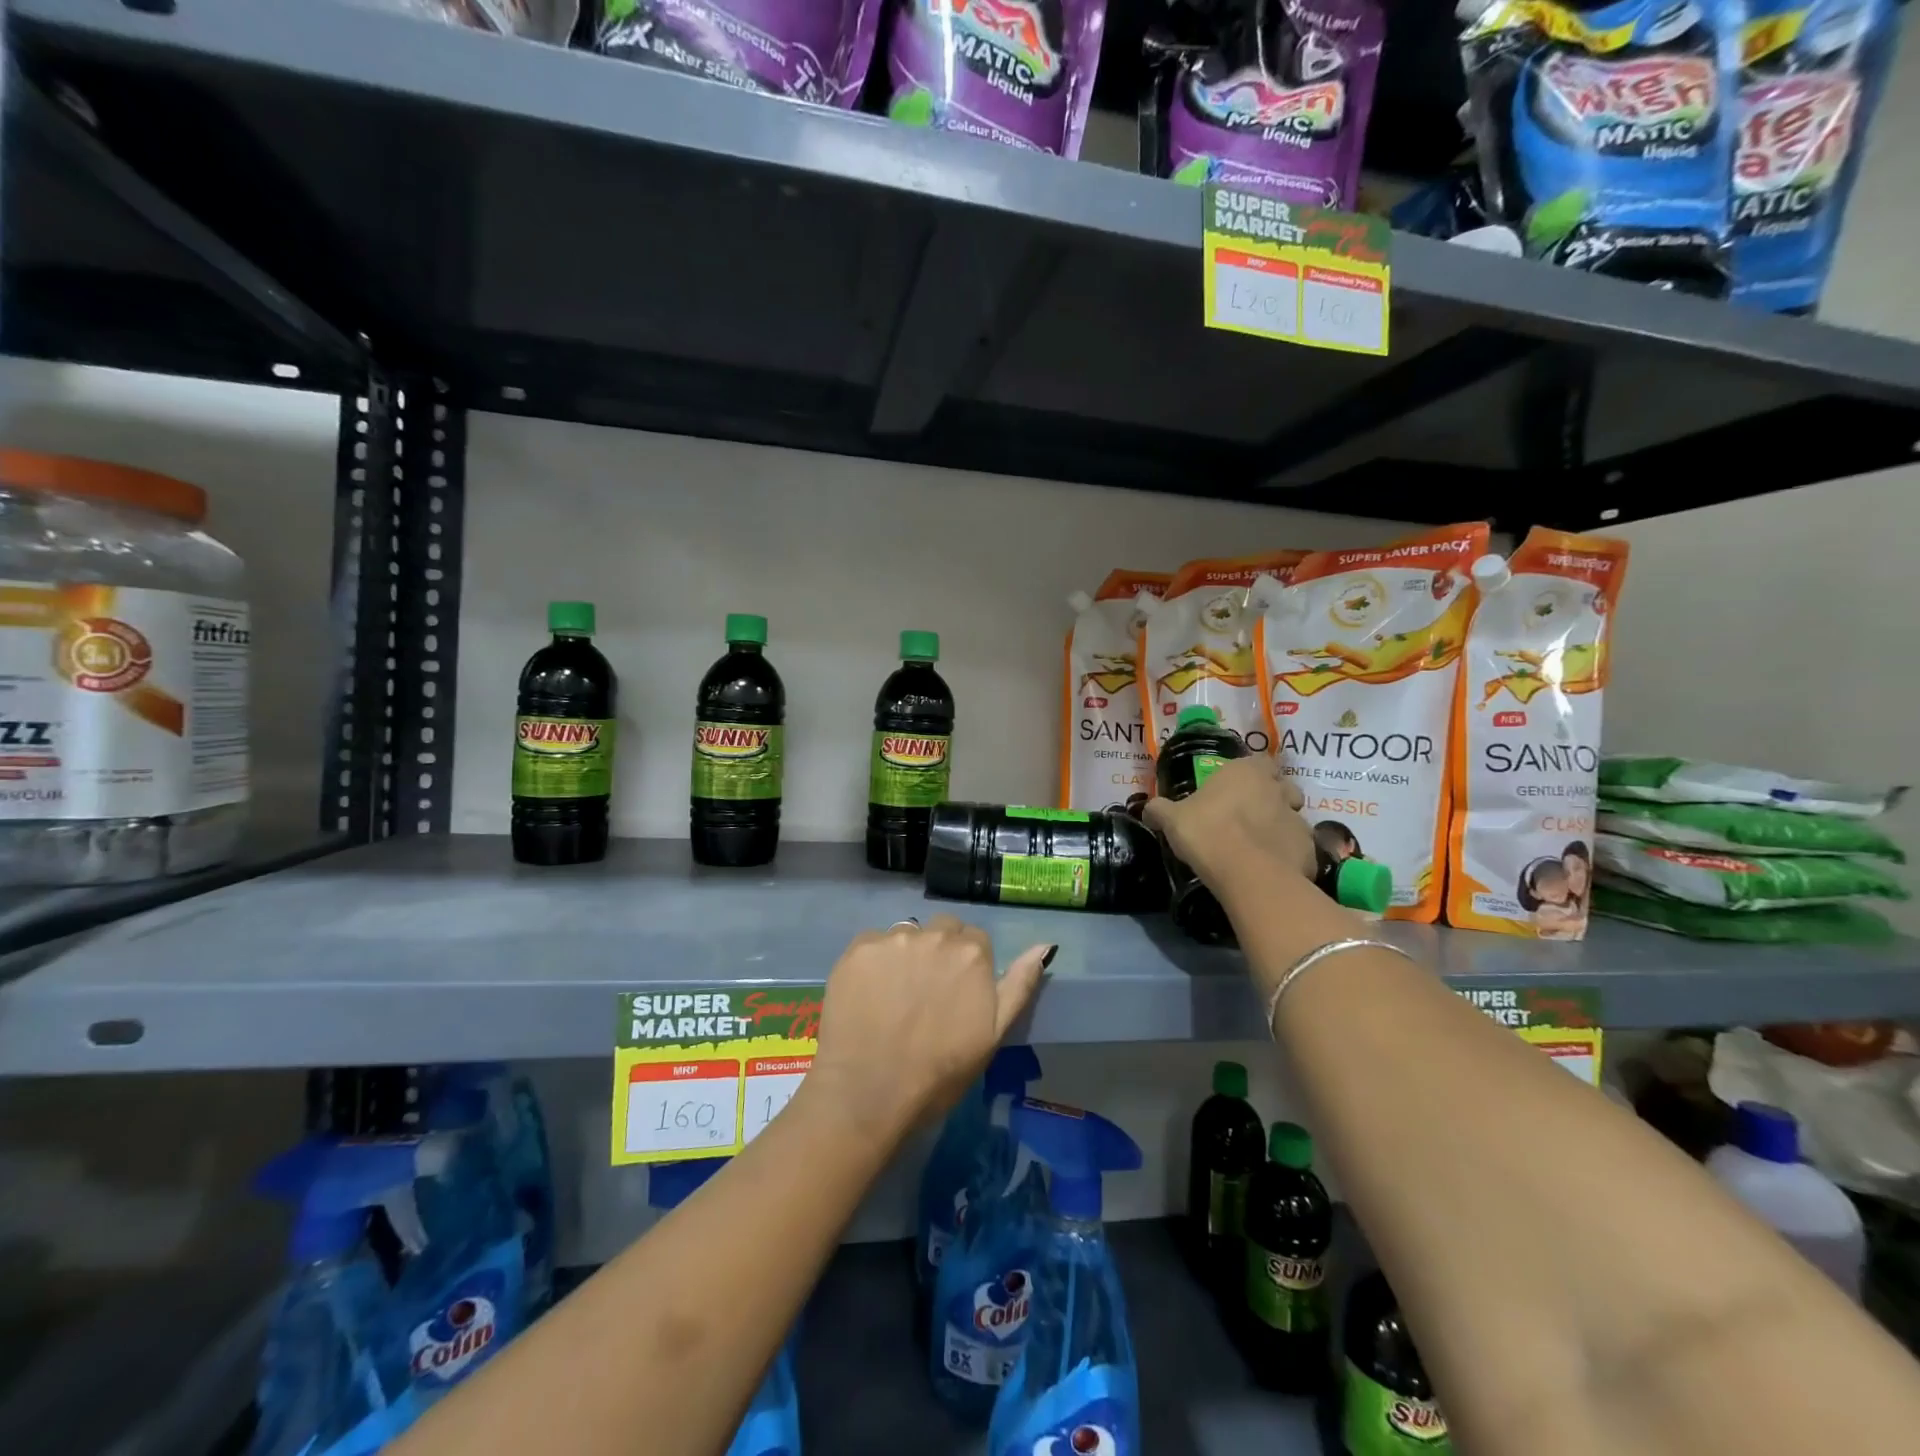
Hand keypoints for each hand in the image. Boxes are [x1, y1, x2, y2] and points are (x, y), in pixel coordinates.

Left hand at [806, 917, 1051, 1149]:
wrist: (870, 1093)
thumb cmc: (940, 1072)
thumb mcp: (994, 1034)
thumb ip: (1019, 984)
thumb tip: (1044, 945)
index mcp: (971, 953)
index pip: (974, 940)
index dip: (966, 966)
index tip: (955, 994)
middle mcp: (934, 935)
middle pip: (941, 930)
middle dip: (938, 952)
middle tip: (925, 993)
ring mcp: (892, 939)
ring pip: (907, 934)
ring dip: (907, 954)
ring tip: (895, 995)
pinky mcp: (857, 949)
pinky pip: (873, 943)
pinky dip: (874, 963)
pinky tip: (869, 994)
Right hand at [1142, 754, 1317, 901]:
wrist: (1247, 873)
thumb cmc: (1207, 832)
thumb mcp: (1172, 819)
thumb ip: (1160, 810)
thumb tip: (1148, 809)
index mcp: (1246, 772)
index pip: (1259, 762)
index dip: (1252, 773)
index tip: (1239, 789)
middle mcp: (1277, 789)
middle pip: (1283, 787)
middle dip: (1273, 797)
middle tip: (1251, 816)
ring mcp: (1298, 819)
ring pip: (1294, 818)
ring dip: (1281, 827)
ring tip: (1261, 846)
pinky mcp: (1309, 849)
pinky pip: (1299, 848)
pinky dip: (1288, 854)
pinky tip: (1270, 868)